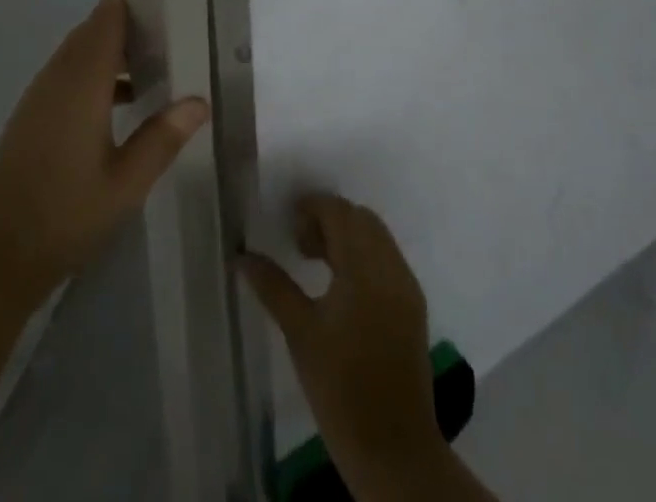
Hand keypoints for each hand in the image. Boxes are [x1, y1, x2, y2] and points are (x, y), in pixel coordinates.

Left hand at [0, 0, 208, 304]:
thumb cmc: (64, 216)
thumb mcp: (126, 183)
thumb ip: (163, 137)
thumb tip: (199, 101)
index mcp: (82, 80)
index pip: (109, 14)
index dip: (140, 4)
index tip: (175, 13)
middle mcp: (58, 76)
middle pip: (96, 29)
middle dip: (134, 27)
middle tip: (176, 41)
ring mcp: (41, 95)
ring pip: (82, 51)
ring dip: (117, 52)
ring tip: (159, 69)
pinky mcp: (32, 115)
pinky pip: (70, 74)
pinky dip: (99, 74)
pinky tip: (126, 104)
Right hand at [241, 196, 451, 496]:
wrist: (393, 448)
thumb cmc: (339, 387)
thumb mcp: (299, 332)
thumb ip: (272, 285)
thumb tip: (241, 256)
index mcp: (364, 266)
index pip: (339, 211)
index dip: (311, 208)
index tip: (287, 224)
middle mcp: (391, 266)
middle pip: (360, 218)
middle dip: (330, 219)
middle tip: (300, 245)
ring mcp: (406, 285)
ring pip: (377, 237)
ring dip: (348, 237)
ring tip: (316, 264)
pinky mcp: (413, 305)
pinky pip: (388, 259)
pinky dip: (364, 256)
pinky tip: (342, 287)